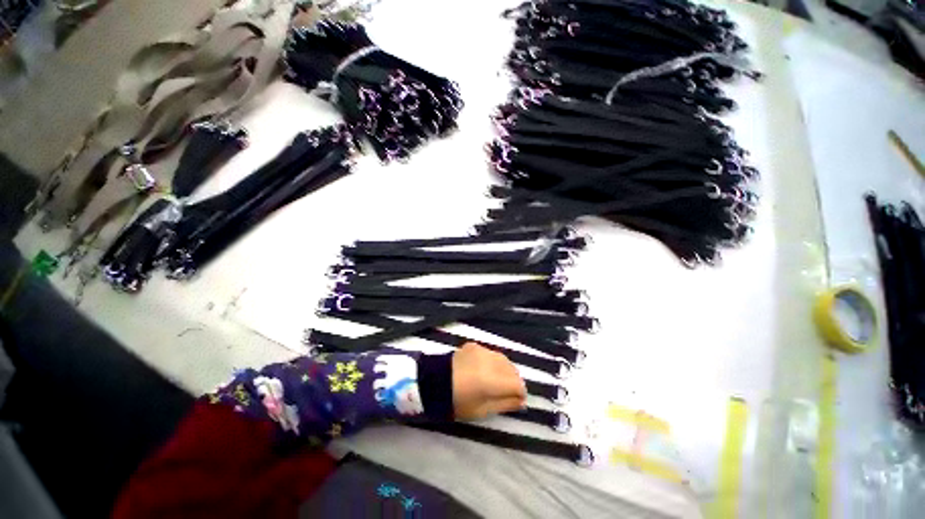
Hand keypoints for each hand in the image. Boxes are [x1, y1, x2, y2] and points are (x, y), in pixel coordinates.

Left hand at [452, 343, 526, 419]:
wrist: (433, 382)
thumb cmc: (457, 402)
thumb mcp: (482, 410)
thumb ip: (505, 404)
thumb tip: (521, 401)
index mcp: (491, 380)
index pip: (517, 384)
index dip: (520, 393)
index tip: (517, 400)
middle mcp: (489, 361)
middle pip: (512, 369)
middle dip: (513, 381)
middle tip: (507, 391)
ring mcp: (481, 350)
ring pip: (503, 359)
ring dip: (505, 370)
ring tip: (497, 380)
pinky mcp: (474, 345)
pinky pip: (490, 353)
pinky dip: (493, 361)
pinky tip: (485, 369)